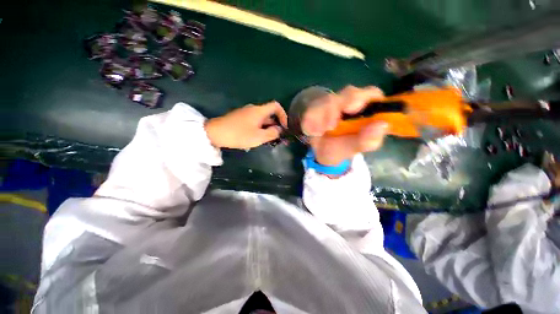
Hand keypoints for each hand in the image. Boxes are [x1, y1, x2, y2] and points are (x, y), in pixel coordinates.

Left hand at [205, 101, 287, 149]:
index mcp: (259, 111)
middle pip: (269, 114)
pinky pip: (254, 121)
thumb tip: (279, 130)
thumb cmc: (239, 134)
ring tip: (267, 140)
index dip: (283, 115)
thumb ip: (272, 133)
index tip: (284, 127)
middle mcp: (253, 109)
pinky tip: (256, 138)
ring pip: (262, 119)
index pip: (276, 106)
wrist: (215, 133)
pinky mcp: (240, 118)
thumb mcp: (259, 137)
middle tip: (277, 137)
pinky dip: (259, 128)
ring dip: (267, 128)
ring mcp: (246, 113)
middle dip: (275, 125)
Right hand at [302, 85, 388, 165]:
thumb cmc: (340, 148)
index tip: (353, 109)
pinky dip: (311, 121)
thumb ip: (368, 140)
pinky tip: (312, 132)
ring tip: (319, 133)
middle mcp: (348, 102)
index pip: (371, 94)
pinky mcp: (314, 109)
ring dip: (323, 115)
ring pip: (328, 100)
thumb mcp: (354, 148)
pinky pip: (311, 111)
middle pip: (349, 92)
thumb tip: (382, 125)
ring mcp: (330, 104)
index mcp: (364, 110)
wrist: (319, 152)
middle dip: (341, 105)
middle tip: (332, 124)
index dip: (366, 97)